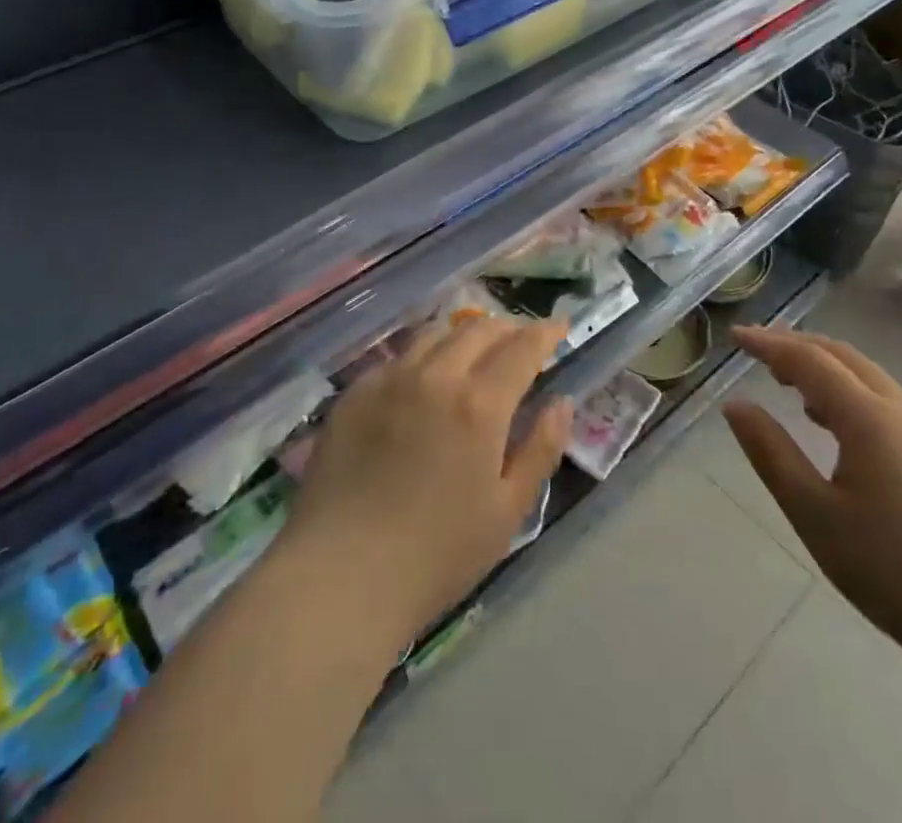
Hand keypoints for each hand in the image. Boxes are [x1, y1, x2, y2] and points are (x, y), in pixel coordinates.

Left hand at [279, 315, 574, 643]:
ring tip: (475, 347)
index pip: (521, 348)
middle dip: (508, 328)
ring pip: (435, 335)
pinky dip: (424, 355)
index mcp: (479, 404)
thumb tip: (562, 402)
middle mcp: (435, 376)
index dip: (545, 332)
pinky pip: (398, 358)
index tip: (560, 325)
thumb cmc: (436, 555)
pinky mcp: (354, 393)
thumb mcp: (507, 511)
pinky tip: (423, 377)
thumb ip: (540, 449)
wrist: (339, 576)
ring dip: (464, 334)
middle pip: (479, 331)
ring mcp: (389, 380)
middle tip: (522, 339)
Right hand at [723, 325, 901, 668]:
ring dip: (821, 365)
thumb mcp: (814, 513)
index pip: (808, 359)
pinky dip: (844, 388)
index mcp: (867, 416)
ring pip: (864, 374)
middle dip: (795, 345)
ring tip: (783, 380)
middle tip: (755, 351)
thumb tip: (735, 405)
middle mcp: (897, 408)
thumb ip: (771, 453)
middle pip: (840, 355)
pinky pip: (880, 397)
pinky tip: (827, 419)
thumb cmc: (892, 568)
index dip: (768, 343)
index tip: (734, 335)